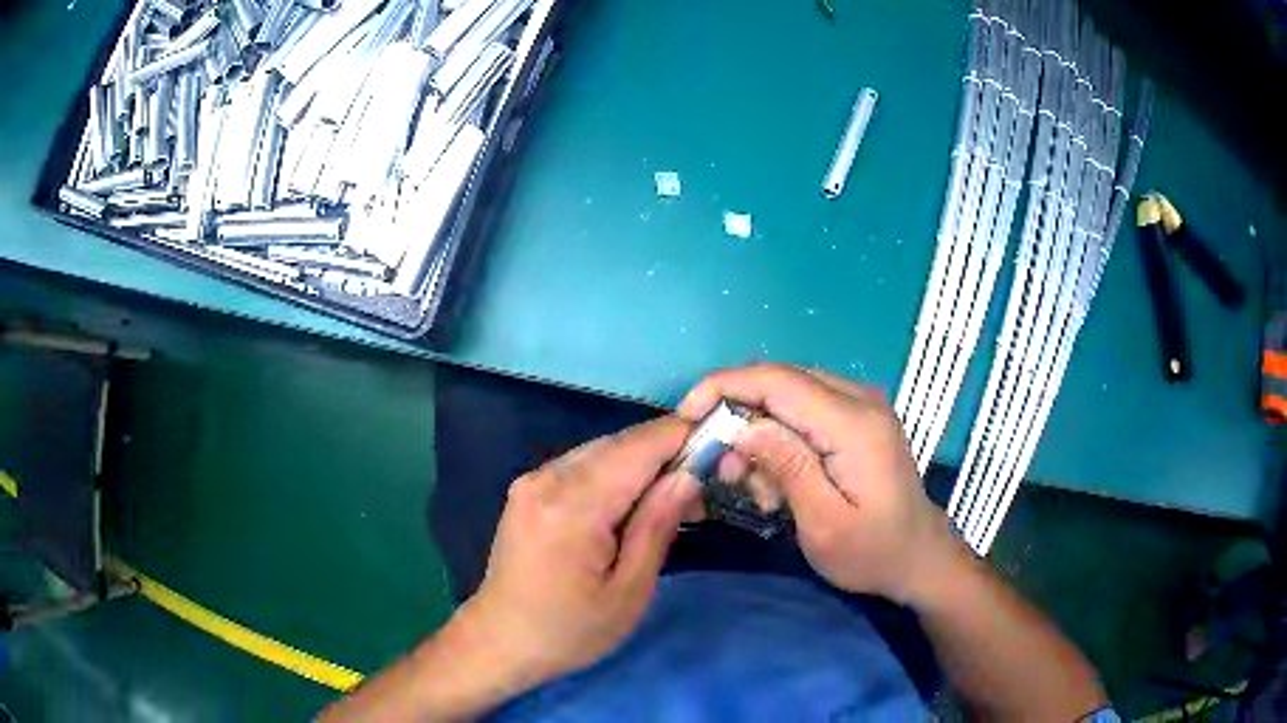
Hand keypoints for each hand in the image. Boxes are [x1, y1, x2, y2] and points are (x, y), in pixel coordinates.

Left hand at [455, 416, 697, 689]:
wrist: (500, 640)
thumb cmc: (570, 630)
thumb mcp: (629, 591)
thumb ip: (657, 526)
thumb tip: (688, 475)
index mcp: (574, 506)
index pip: (638, 448)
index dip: (682, 436)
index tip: (721, 443)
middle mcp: (548, 478)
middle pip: (620, 443)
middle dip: (666, 450)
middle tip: (704, 479)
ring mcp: (532, 479)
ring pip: (601, 450)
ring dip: (642, 461)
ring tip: (675, 493)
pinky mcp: (527, 488)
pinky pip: (582, 464)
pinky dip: (615, 471)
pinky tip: (633, 500)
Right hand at [681, 363, 958, 604]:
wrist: (919, 557)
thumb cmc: (872, 552)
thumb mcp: (824, 523)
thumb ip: (788, 467)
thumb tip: (743, 425)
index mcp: (854, 424)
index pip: (777, 381)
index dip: (724, 387)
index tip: (687, 416)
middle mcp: (859, 399)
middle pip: (779, 381)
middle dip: (737, 416)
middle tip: (721, 469)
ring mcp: (861, 404)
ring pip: (788, 394)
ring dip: (758, 433)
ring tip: (756, 489)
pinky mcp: (858, 417)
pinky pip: (804, 409)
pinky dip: (779, 438)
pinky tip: (779, 481)